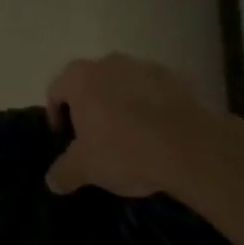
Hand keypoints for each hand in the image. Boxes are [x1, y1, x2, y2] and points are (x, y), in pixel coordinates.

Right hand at [44, 54, 225, 197]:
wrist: (191, 148)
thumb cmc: (125, 151)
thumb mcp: (86, 169)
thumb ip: (64, 172)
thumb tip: (52, 181)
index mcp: (78, 78)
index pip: (55, 93)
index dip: (57, 117)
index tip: (67, 139)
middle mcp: (106, 63)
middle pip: (89, 84)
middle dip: (90, 108)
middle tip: (97, 138)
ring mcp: (142, 67)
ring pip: (122, 85)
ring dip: (121, 104)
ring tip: (132, 136)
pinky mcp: (174, 78)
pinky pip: (153, 91)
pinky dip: (151, 106)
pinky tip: (160, 133)